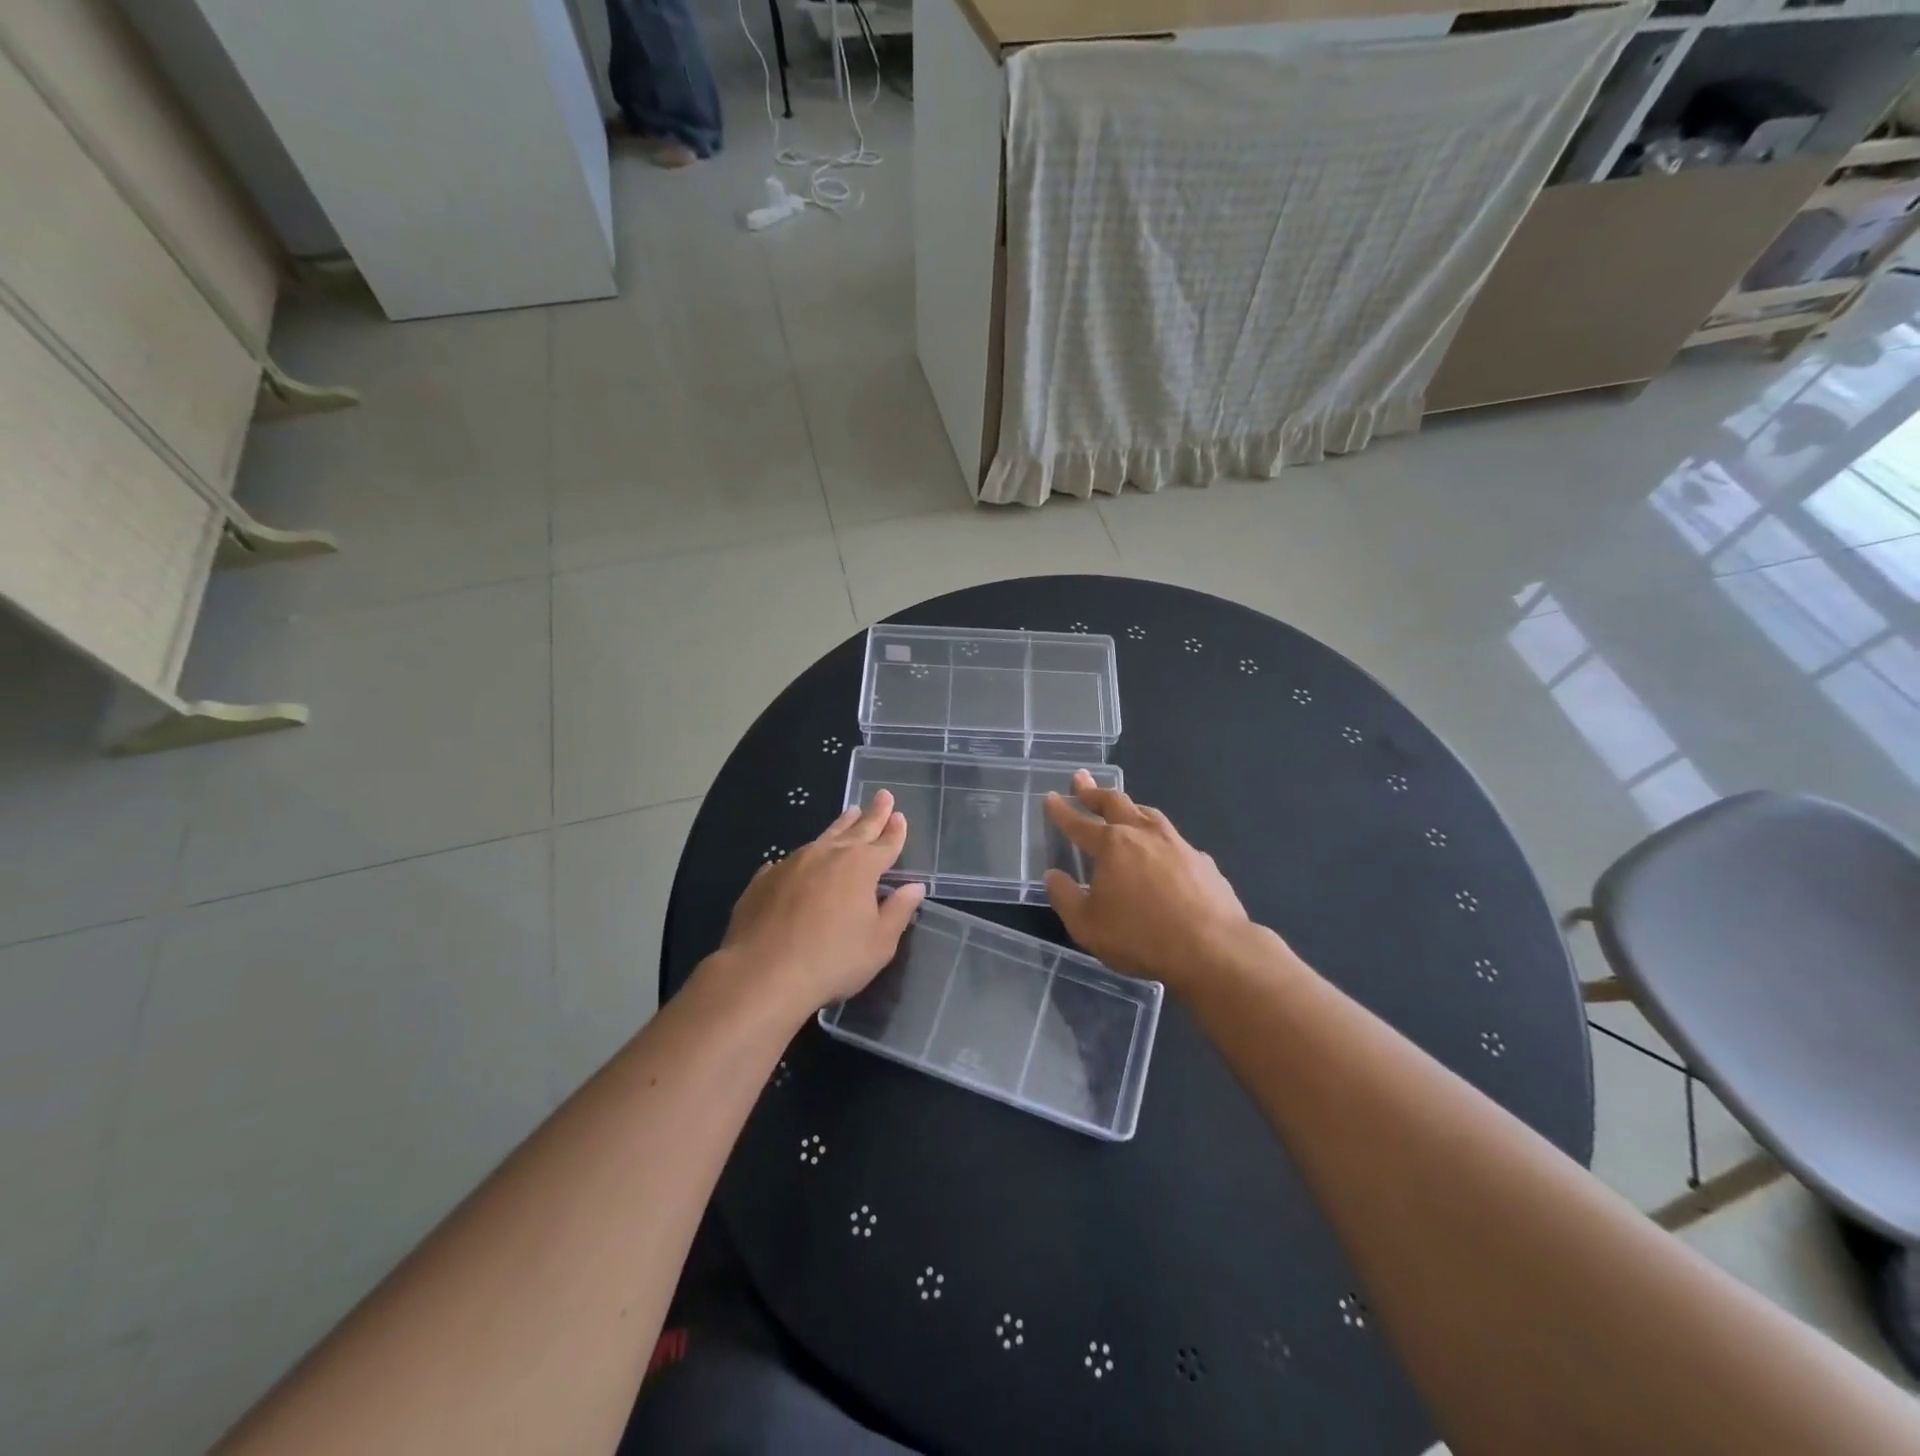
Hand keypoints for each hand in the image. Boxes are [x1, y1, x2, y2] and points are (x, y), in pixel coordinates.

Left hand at [714, 789, 926, 1013]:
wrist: (763, 973)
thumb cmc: (832, 960)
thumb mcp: (879, 944)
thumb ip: (898, 912)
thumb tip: (914, 888)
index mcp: (861, 867)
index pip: (885, 843)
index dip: (895, 831)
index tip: (900, 816)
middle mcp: (827, 855)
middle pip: (856, 829)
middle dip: (872, 814)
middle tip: (882, 796)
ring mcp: (792, 863)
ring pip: (822, 838)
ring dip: (839, 826)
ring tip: (849, 814)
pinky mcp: (764, 880)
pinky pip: (789, 861)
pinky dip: (801, 858)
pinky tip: (798, 861)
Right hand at [1043, 771, 1250, 991]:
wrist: (1213, 949)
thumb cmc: (1140, 937)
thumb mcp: (1086, 925)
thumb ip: (1065, 897)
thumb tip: (1053, 876)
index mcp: (1112, 845)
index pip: (1079, 822)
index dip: (1062, 810)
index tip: (1051, 796)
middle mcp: (1144, 834)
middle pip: (1115, 803)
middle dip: (1094, 792)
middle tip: (1082, 780)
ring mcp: (1178, 844)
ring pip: (1148, 813)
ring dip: (1129, 806)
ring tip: (1122, 805)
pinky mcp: (1203, 861)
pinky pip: (1174, 839)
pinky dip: (1159, 836)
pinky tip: (1162, 849)